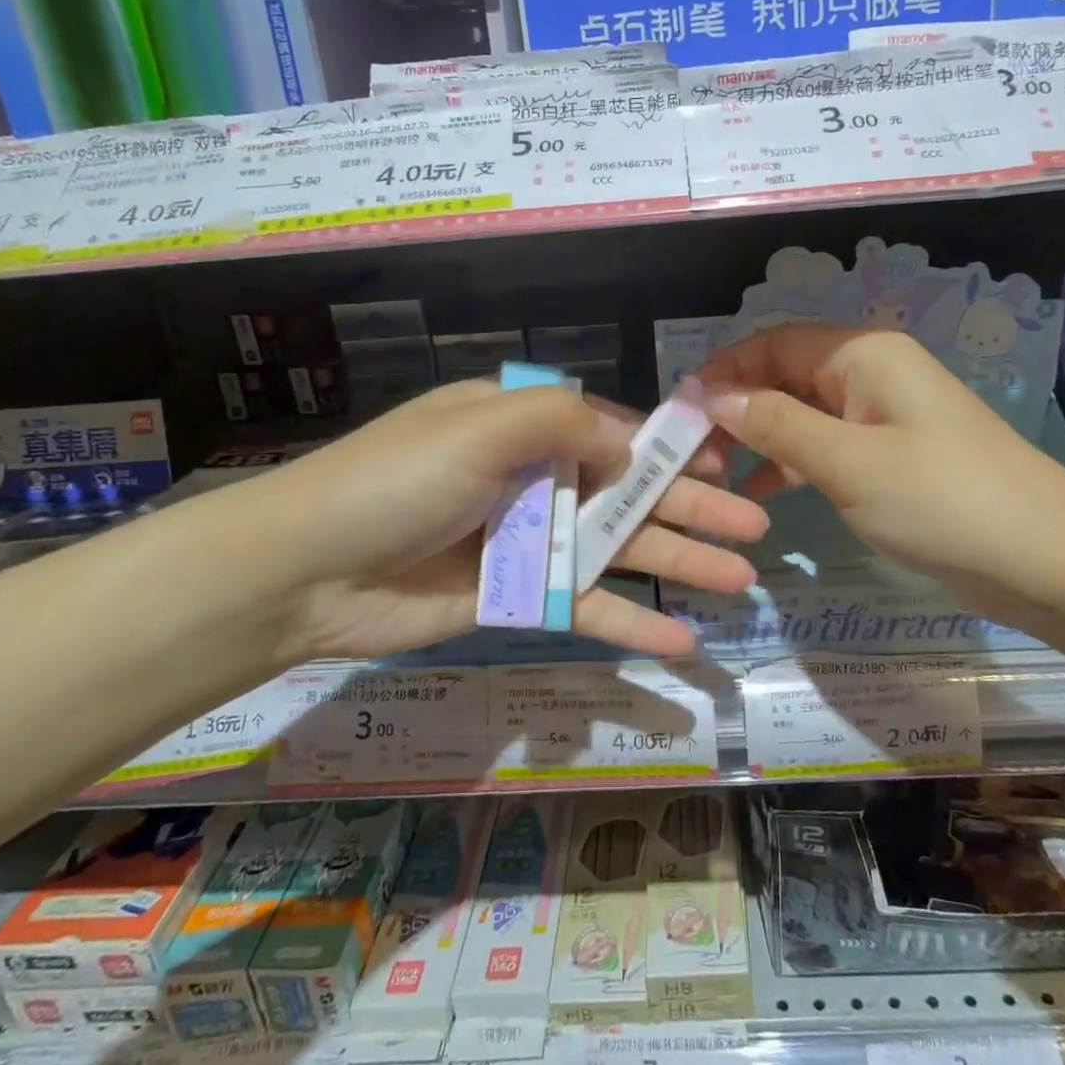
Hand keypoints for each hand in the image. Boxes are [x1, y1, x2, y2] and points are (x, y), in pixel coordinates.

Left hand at [244, 380, 767, 661]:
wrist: (309, 569)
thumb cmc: (400, 480)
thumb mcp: (483, 425)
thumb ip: (564, 421)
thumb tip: (629, 440)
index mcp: (522, 425)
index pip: (612, 433)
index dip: (669, 452)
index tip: (724, 468)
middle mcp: (531, 477)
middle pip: (627, 495)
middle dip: (691, 512)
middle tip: (755, 531)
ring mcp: (526, 541)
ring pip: (616, 552)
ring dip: (677, 567)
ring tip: (738, 584)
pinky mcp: (515, 597)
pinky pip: (581, 605)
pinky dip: (627, 623)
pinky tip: (678, 642)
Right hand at [698, 324, 1064, 633]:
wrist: (1045, 559)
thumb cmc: (942, 499)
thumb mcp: (847, 461)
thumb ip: (774, 424)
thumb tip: (712, 395)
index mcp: (862, 355)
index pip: (772, 343)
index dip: (723, 371)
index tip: (680, 413)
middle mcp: (869, 374)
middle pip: (784, 376)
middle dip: (736, 409)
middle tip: (692, 455)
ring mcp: (881, 417)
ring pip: (800, 414)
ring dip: (758, 439)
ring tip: (714, 477)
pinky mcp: (889, 457)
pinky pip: (824, 447)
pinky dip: (790, 465)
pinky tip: (759, 497)